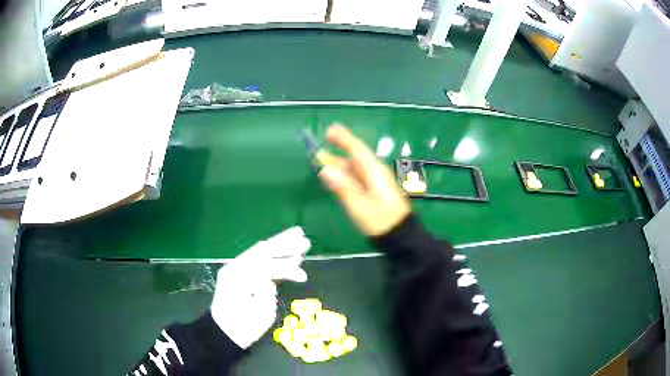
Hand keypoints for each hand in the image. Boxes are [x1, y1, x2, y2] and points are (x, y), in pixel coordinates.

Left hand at [211, 227, 310, 348]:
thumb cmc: (242, 327)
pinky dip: (276, 256)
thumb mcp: (257, 317)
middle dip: (284, 244)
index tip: (303, 277)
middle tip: (304, 238)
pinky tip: (290, 255)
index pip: (264, 266)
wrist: (225, 333)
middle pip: (262, 251)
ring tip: (300, 237)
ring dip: (281, 246)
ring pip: (261, 252)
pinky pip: (260, 260)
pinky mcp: (242, 273)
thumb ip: (264, 298)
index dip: (285, 269)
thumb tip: (270, 283)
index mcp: (237, 277)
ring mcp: (238, 268)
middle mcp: (236, 267)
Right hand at [319, 124, 410, 235]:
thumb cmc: (381, 220)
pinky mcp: (377, 190)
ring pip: (356, 167)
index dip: (344, 138)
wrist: (400, 235)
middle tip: (323, 145)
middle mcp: (376, 172)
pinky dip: (347, 175)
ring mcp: (377, 181)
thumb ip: (343, 187)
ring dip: (341, 164)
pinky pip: (359, 176)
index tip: (330, 130)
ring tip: (325, 163)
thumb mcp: (360, 206)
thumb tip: (326, 170)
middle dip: (340, 150)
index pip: (357, 149)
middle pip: (356, 157)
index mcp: (374, 171)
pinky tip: (338, 178)